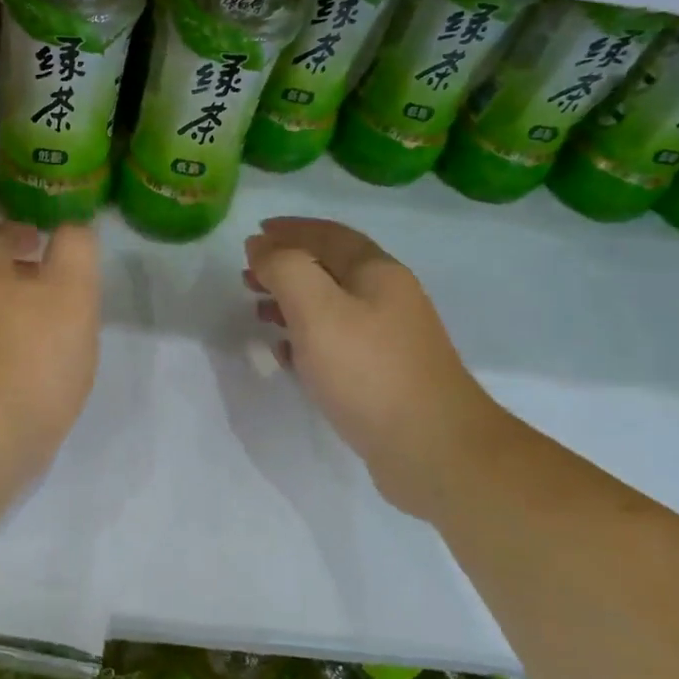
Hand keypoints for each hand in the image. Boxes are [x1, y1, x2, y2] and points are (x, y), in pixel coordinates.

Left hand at [0, 222, 100, 492]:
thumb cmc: (32, 356)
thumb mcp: (73, 292)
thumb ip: (76, 251)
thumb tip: (72, 230)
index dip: (18, 235)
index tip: (41, 243)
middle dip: (14, 276)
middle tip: (51, 288)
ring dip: (9, 315)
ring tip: (47, 330)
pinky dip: (1, 350)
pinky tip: (28, 371)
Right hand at [244, 217, 512, 521]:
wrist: (431, 448)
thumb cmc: (368, 371)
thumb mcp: (317, 309)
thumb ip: (285, 269)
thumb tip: (261, 247)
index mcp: (377, 273)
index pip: (327, 235)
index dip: (289, 230)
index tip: (253, 234)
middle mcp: (387, 298)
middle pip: (329, 269)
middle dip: (287, 267)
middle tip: (247, 275)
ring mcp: (388, 339)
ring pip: (331, 307)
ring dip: (292, 302)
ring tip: (257, 310)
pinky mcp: (382, 376)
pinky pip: (335, 343)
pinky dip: (305, 338)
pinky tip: (284, 352)